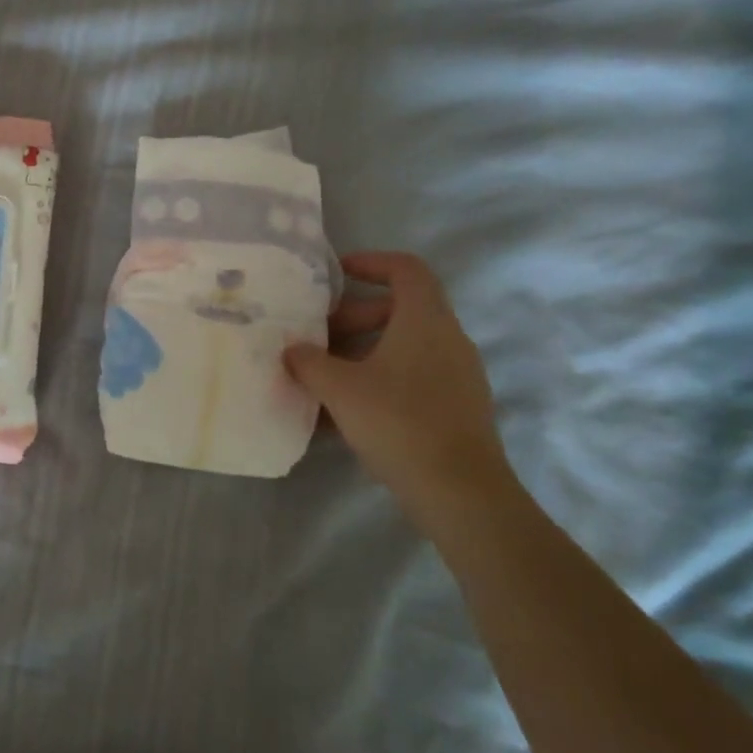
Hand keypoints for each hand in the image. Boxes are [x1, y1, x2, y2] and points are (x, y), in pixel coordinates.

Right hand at [285, 252, 514, 516]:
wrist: (460, 490)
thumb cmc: (398, 422)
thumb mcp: (339, 389)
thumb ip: (310, 363)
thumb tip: (292, 349)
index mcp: (425, 320)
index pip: (406, 268)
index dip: (371, 262)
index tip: (337, 274)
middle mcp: (448, 338)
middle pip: (400, 310)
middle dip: (354, 318)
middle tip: (318, 338)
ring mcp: (458, 374)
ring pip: (405, 346)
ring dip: (363, 353)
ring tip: (325, 377)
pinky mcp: (458, 406)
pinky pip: (413, 377)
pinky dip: (380, 381)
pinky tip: (347, 413)